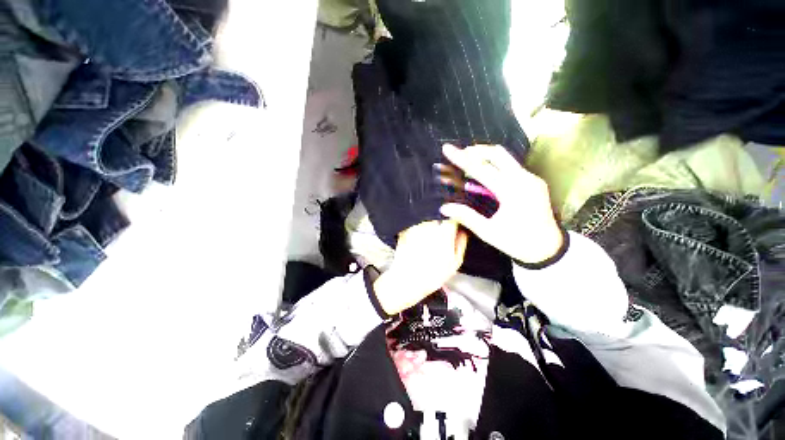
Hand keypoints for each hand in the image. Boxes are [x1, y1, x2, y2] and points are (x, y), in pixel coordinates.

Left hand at [373, 220, 467, 314]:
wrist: (408, 280)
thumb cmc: (434, 275)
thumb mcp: (454, 263)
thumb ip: (460, 244)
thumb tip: (462, 232)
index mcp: (444, 232)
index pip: (452, 217)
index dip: (454, 221)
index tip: (454, 226)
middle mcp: (430, 226)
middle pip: (438, 218)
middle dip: (441, 224)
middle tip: (440, 237)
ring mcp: (416, 227)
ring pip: (426, 221)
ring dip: (429, 227)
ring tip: (428, 241)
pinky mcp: (405, 231)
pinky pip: (415, 226)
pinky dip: (418, 231)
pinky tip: (417, 243)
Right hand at [439, 144, 562, 263]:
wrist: (549, 248)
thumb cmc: (517, 242)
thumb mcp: (488, 232)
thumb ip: (466, 216)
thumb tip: (444, 207)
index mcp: (512, 191)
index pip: (481, 169)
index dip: (461, 158)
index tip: (447, 148)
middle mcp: (524, 179)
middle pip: (497, 153)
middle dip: (475, 151)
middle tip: (459, 154)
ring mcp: (531, 178)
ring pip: (505, 157)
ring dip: (485, 156)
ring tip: (468, 161)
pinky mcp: (533, 181)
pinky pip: (511, 166)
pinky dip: (494, 165)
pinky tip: (485, 174)